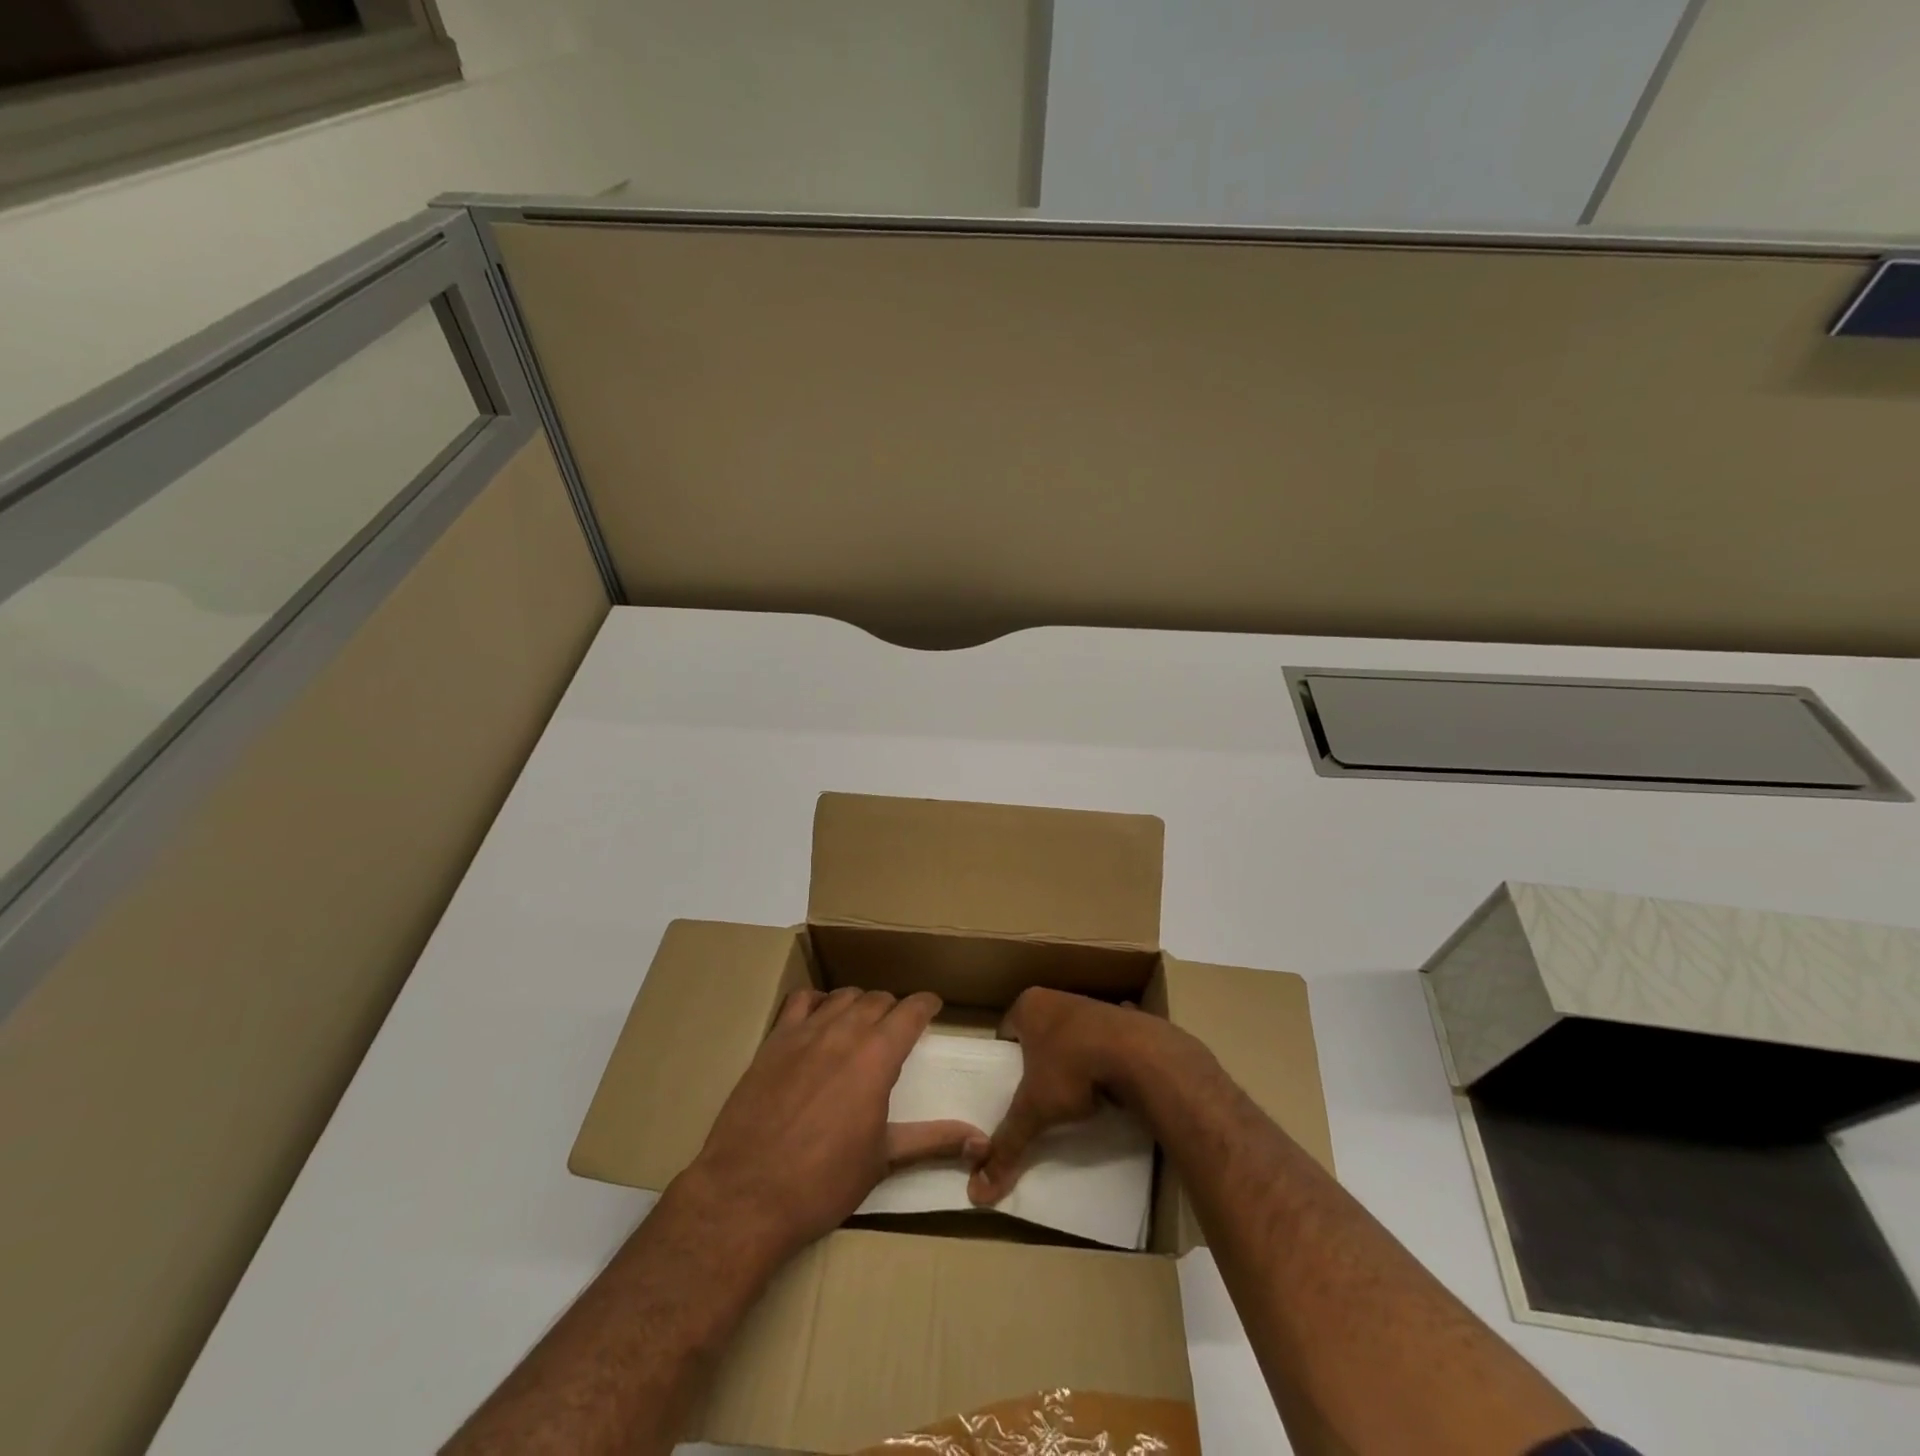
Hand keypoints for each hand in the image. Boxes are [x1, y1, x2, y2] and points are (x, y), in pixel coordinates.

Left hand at [685, 987, 985, 1261]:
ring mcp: (805, 1033)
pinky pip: (800, 1000)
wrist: (746, 1195)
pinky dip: (818, 1001)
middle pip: (877, 1000)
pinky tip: (819, 1018)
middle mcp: (844, 1033)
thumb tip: (980, 1141)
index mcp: (877, 1058)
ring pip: (843, 996)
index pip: (911, 1011)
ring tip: (863, 1020)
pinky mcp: (774, 1041)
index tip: (934, 1006)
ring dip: (859, 1002)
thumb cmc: (823, 1183)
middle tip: (899, 1025)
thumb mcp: (883, 1161)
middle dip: (894, 1007)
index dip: (926, 1004)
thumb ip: (932, 1141)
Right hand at [967, 987, 1177, 1206]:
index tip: (1010, 1088)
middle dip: (1040, 1060)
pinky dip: (1105, 1058)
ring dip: (1073, 1058)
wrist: (1138, 1053)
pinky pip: (1104, 1042)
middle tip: (1040, 1095)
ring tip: (1074, 1095)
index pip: (1006, 1033)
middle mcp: (1057, 997)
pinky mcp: (1121, 1020)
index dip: (1006, 1061)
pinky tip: (1109, 1083)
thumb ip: (1008, 1143)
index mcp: (1028, 1006)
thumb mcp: (1034, 1109)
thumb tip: (978, 1190)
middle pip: (1039, 1034)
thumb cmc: (1072, 1068)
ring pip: (1072, 1037)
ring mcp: (1092, 1006)